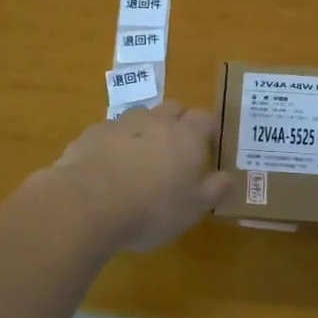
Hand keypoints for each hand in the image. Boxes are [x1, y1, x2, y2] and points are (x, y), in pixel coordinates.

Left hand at [17, 101, 232, 256]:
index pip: (205, 118)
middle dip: (177, 123)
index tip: (207, 148)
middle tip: (175, 152)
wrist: (89, 203)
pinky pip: (110, 132)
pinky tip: (108, 168)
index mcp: (187, 136)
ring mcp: (122, 124)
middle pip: (173, 108)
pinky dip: (114, 143)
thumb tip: (228, 177)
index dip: (208, 130)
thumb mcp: (194, 209)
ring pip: (140, 117)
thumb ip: (215, 190)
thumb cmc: (153, 209)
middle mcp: (156, 121)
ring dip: (144, 131)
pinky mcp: (92, 133)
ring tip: (139, 160)